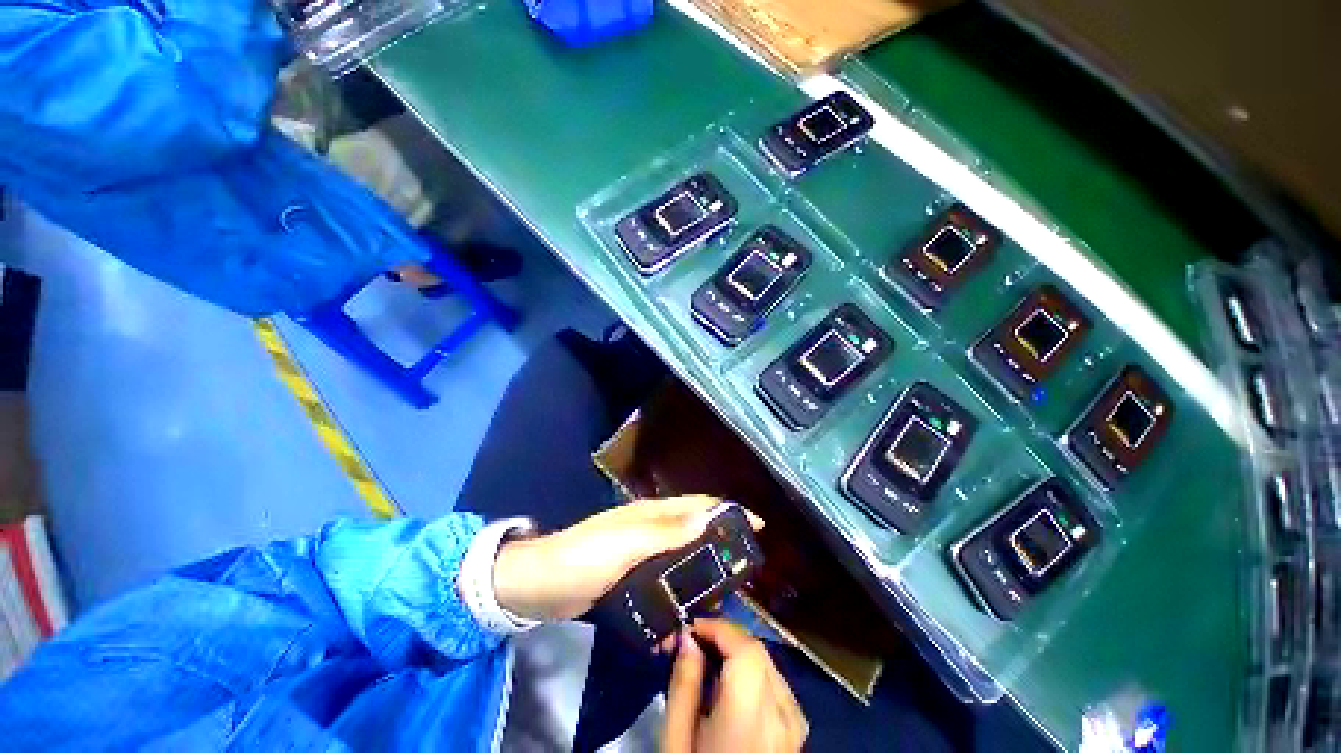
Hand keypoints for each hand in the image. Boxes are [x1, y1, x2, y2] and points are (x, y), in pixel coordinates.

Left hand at [492, 496, 762, 621]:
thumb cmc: (585, 557)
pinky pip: (664, 581)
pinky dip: (678, 592)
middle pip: (694, 530)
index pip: (698, 505)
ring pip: (682, 556)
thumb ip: (667, 531)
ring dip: (702, 571)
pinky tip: (686, 612)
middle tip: (745, 568)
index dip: (728, 510)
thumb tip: (710, 515)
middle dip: (720, 542)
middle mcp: (651, 529)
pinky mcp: (631, 577)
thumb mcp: (627, 543)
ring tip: (724, 595)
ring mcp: (641, 554)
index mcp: (652, 514)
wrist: (540, 585)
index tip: (757, 525)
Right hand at [662, 618, 808, 752]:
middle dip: (723, 637)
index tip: (687, 628)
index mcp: (751, 714)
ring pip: (767, 663)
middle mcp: (783, 712)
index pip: (742, 646)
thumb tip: (687, 638)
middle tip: (692, 642)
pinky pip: (775, 683)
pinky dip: (752, 671)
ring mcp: (795, 723)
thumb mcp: (677, 739)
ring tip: (707, 659)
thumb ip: (684, 683)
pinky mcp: (797, 731)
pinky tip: (731, 685)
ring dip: (737, 651)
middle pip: (756, 650)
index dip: (715, 627)